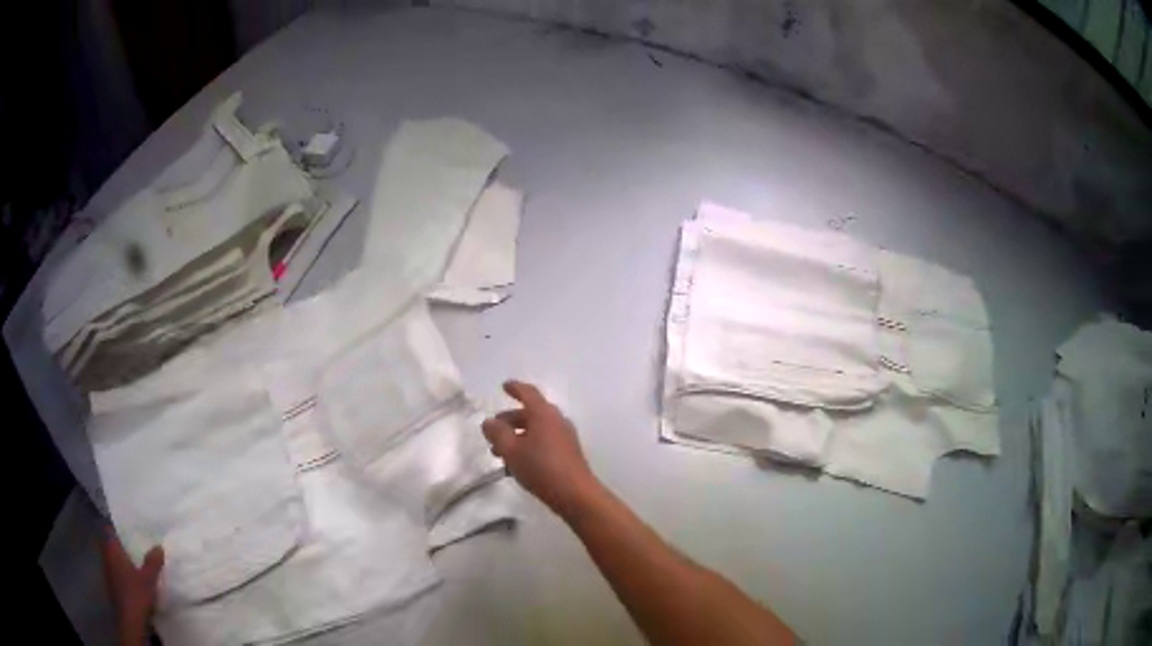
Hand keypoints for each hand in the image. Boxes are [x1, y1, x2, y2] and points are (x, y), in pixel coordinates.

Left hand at [102, 533, 163, 645]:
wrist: (130, 620)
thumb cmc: (136, 594)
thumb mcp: (149, 579)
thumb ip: (153, 562)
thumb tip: (158, 546)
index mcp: (112, 549)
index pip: (110, 530)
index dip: (117, 528)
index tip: (127, 528)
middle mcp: (106, 557)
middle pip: (112, 545)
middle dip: (122, 546)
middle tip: (135, 546)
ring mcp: (108, 572)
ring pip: (114, 560)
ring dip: (122, 561)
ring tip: (136, 565)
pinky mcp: (112, 586)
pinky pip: (116, 574)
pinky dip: (123, 574)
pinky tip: (134, 582)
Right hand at [482, 380, 601, 517]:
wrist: (575, 494)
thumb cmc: (541, 467)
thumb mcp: (511, 450)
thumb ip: (497, 433)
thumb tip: (489, 422)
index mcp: (544, 414)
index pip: (528, 393)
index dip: (515, 388)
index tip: (504, 386)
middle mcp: (557, 421)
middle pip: (531, 413)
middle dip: (510, 420)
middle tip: (493, 430)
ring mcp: (565, 437)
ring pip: (536, 430)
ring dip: (517, 436)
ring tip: (499, 453)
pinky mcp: (568, 453)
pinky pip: (544, 442)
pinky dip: (528, 446)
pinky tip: (516, 464)